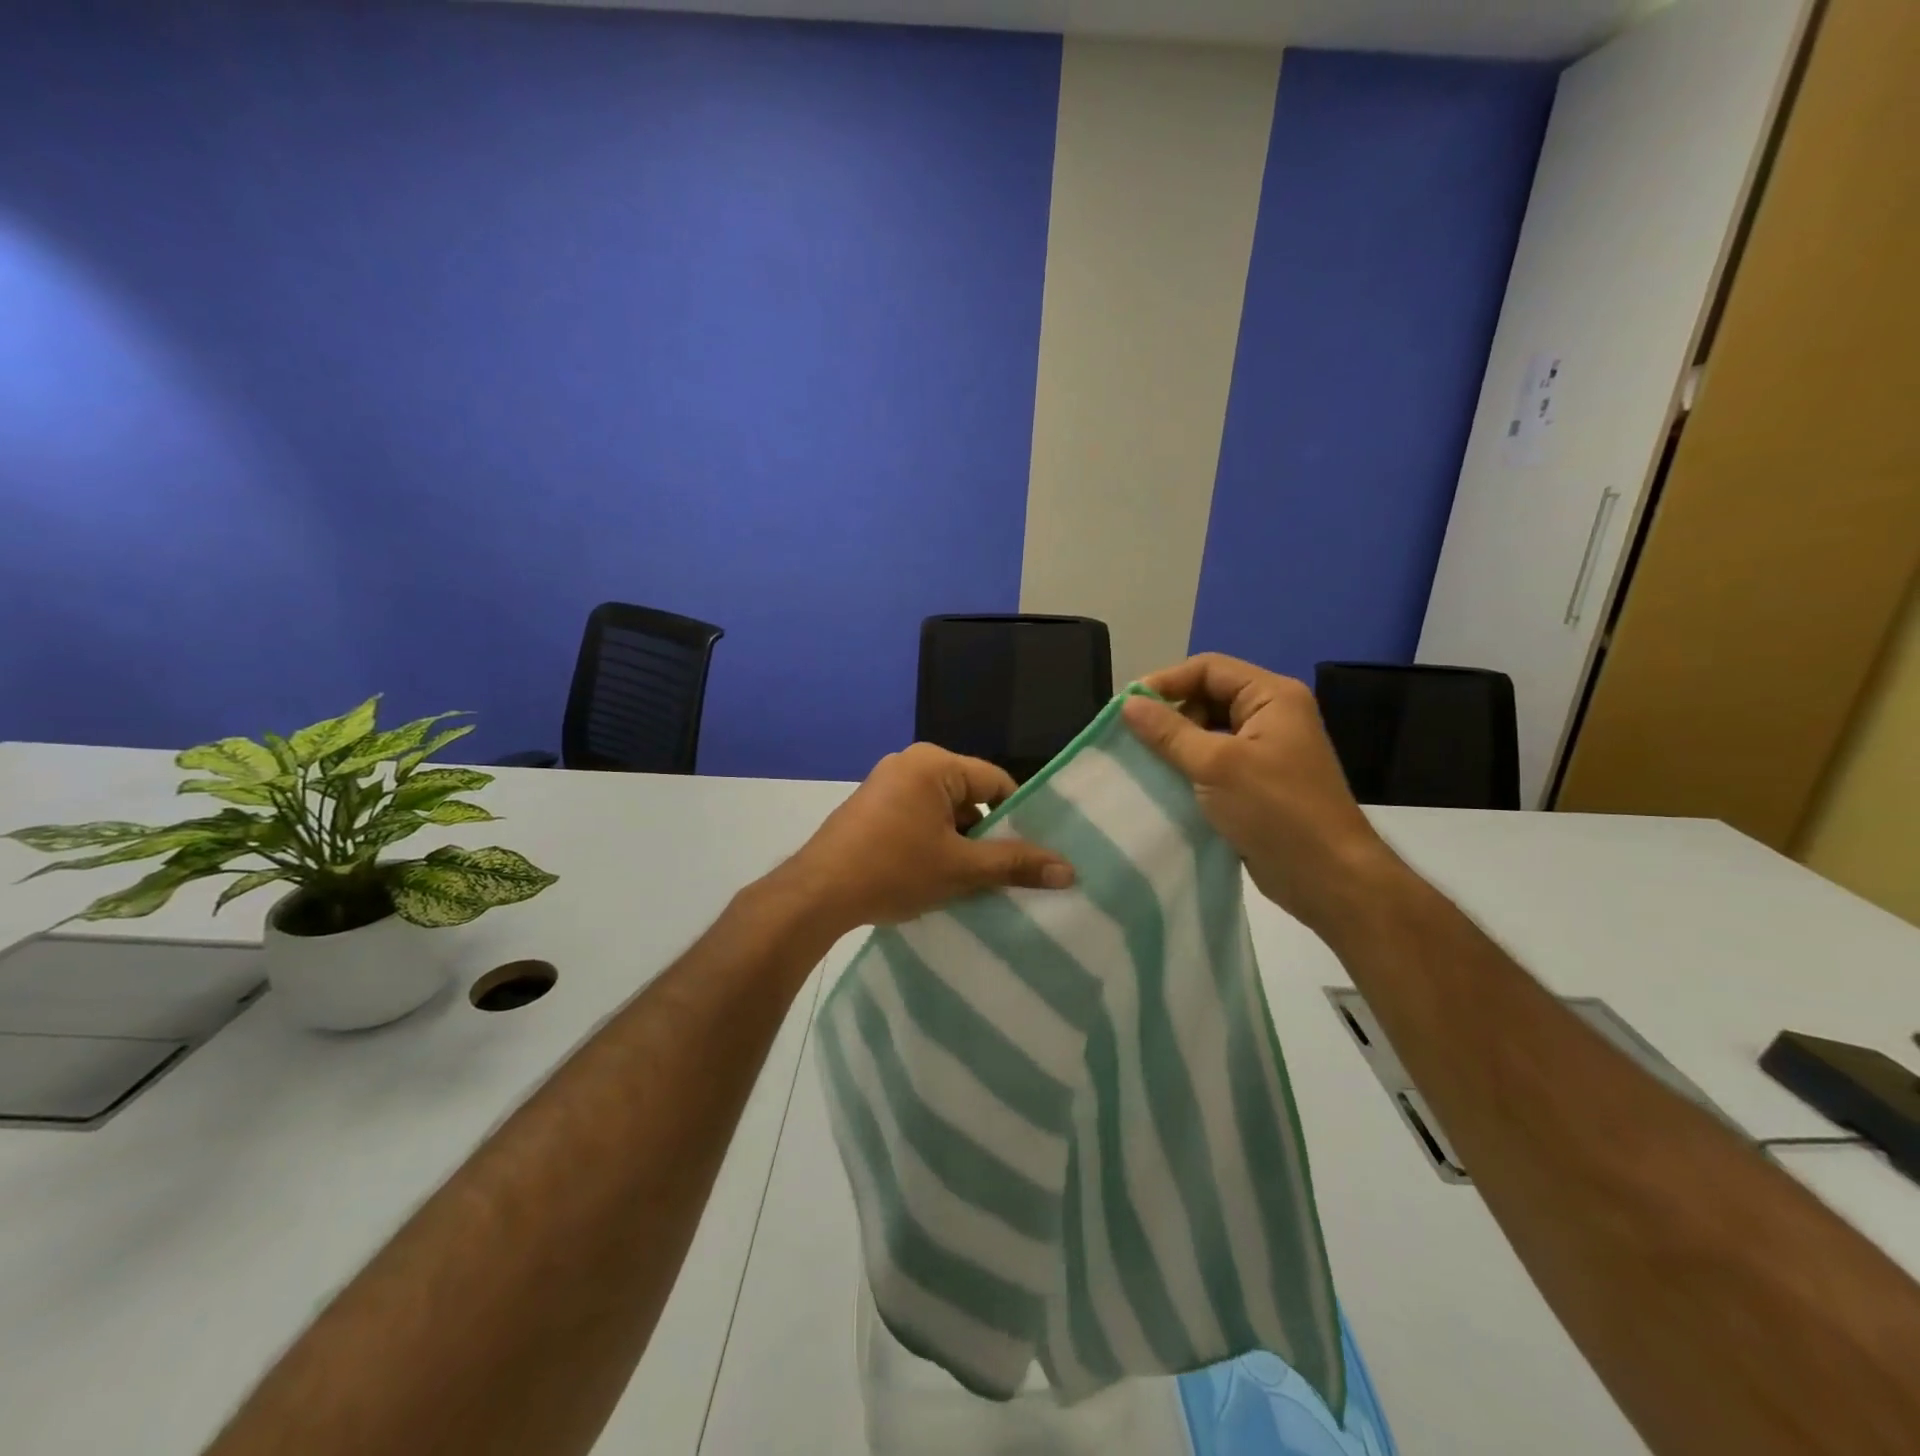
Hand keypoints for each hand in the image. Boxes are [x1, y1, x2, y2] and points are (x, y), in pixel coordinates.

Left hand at [775, 743, 1073, 935]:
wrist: (817, 894)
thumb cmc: (894, 871)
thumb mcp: (961, 869)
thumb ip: (1015, 865)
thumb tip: (1069, 870)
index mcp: (934, 764)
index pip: (996, 783)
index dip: (1019, 817)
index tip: (1032, 852)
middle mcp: (910, 763)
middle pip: (969, 796)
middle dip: (987, 834)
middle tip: (1005, 872)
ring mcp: (886, 784)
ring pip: (943, 810)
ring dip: (959, 842)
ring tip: (973, 880)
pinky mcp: (871, 807)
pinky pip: (918, 817)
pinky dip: (933, 842)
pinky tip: (937, 876)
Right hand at [1122, 654, 1404, 932]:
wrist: (1326, 877)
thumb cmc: (1275, 810)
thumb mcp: (1216, 765)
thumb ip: (1169, 732)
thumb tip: (1128, 704)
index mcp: (1272, 697)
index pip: (1208, 669)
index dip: (1166, 681)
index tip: (1127, 707)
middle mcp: (1271, 715)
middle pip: (1207, 697)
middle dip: (1170, 714)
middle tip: (1133, 739)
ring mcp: (1265, 751)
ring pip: (1208, 732)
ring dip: (1175, 745)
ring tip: (1141, 762)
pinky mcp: (1256, 783)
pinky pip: (1213, 762)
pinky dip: (1188, 769)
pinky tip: (1162, 785)